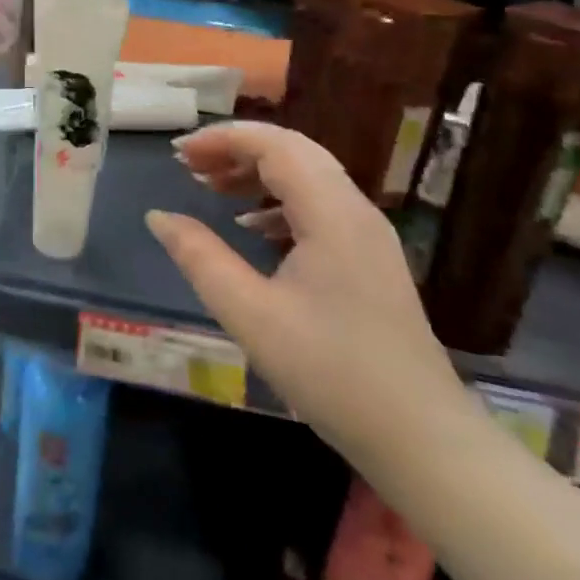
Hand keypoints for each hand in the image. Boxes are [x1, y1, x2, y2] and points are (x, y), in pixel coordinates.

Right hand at [146, 122, 465, 463]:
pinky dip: (277, 199)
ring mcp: (368, 234)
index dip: (222, 139)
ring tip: (210, 187)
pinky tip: (249, 226)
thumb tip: (158, 216)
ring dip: (256, 172)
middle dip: (236, 149)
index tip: (178, 154)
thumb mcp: (250, 315)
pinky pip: (319, 204)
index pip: (274, 145)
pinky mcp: (369, 258)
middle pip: (292, 151)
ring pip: (307, 176)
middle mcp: (355, 209)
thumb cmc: (331, 372)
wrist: (421, 440)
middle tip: (188, 165)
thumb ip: (200, 258)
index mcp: (331, 213)